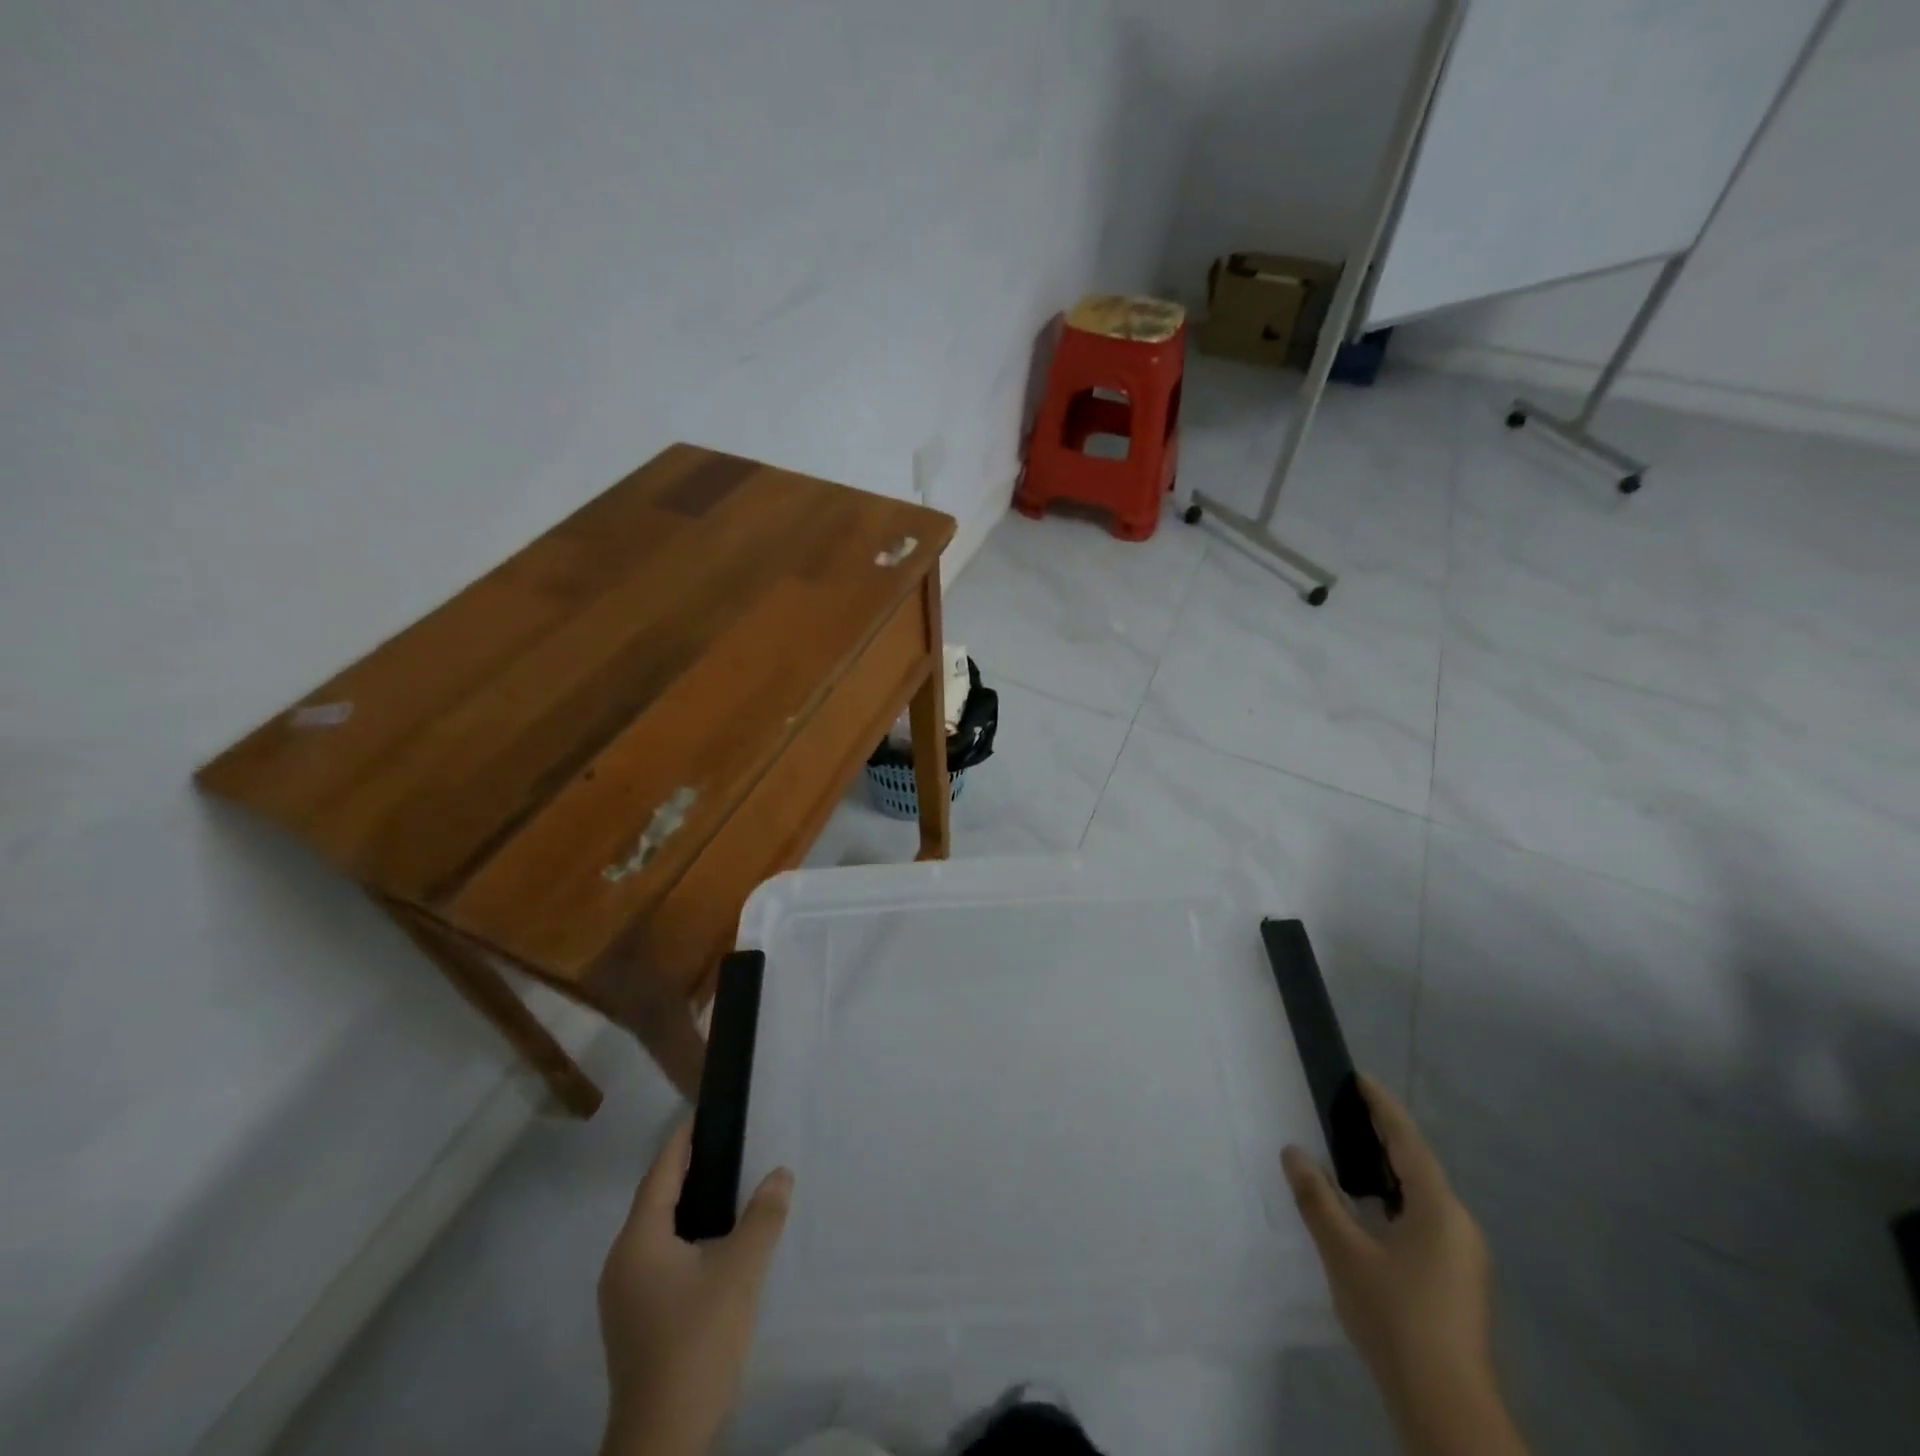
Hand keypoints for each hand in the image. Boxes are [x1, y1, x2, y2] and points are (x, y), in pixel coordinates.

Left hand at [598, 1118, 792, 1455]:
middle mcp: (621, 1262)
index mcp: (638, 1242)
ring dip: (687, 1205)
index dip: (682, 1141)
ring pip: (656, 1232)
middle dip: (687, 1170)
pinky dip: (684, 1236)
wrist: (663, 1441)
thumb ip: (763, 1217)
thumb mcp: (740, 1272)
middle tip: (727, 1145)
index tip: (705, 1113)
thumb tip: (781, 1172)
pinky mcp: (634, 1320)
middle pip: (655, 1200)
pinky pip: (658, 1257)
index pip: (660, 1173)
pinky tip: (713, 1243)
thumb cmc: (697, 1341)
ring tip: (727, 1187)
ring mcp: (623, 1296)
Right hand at [1283, 1076, 1521, 1454]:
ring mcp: (1463, 1258)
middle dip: (1384, 1137)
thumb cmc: (1395, 1316)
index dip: (1383, 1107)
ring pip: (1422, 1197)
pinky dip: (1395, 1201)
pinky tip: (1370, 1213)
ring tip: (1352, 1155)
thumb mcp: (1344, 1252)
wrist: (1445, 1406)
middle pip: (1418, 1166)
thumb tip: (1293, 1151)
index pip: (1408, 1141)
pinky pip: (1424, 1221)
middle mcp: (1459, 1226)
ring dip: (1389, 1172)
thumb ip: (1316, 1198)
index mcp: (1439, 1209)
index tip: (1360, 1079)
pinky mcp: (1457, 1283)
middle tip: (1347, 1111)